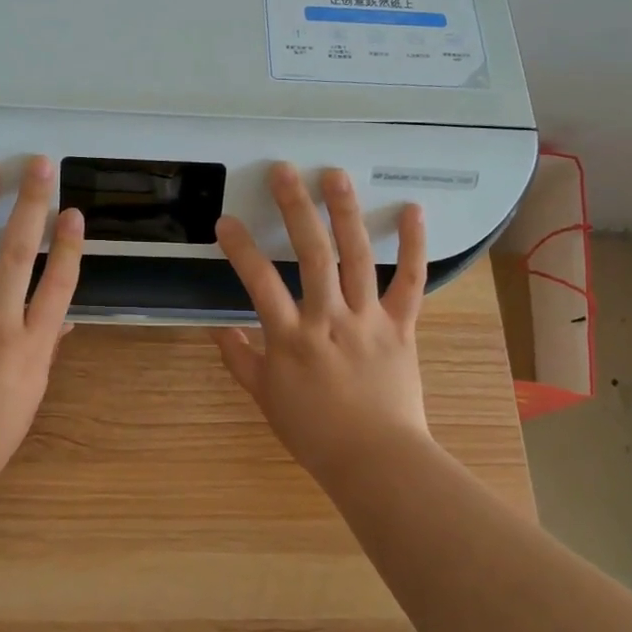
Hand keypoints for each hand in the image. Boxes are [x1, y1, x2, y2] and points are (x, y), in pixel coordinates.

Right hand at [213, 164, 431, 475]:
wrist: (375, 460)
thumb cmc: (314, 432)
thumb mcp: (265, 398)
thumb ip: (240, 360)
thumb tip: (217, 329)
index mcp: (291, 338)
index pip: (259, 282)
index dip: (241, 249)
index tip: (226, 221)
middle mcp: (329, 319)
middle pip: (311, 254)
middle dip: (295, 208)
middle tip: (284, 171)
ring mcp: (369, 319)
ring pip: (357, 257)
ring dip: (346, 212)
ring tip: (335, 175)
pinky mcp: (402, 326)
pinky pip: (411, 282)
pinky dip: (414, 246)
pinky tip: (411, 210)